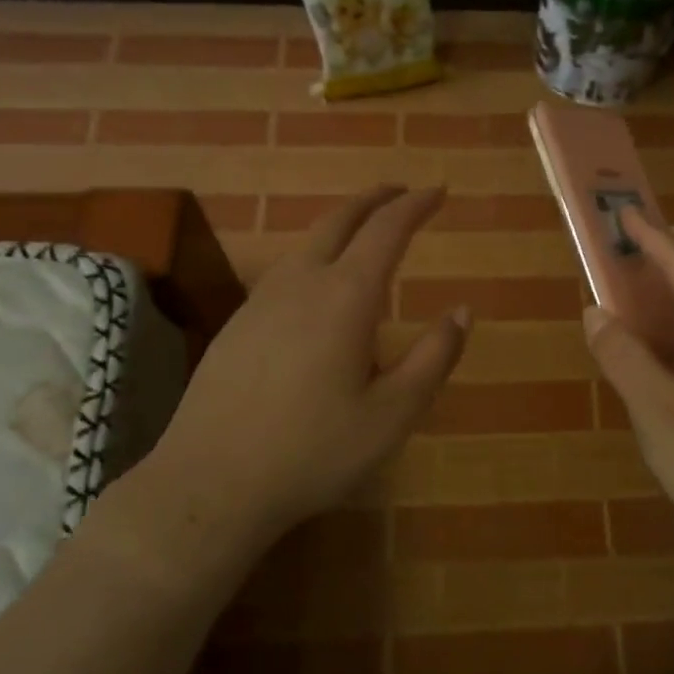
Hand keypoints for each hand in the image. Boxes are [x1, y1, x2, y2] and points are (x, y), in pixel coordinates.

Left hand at [117, 186, 467, 570]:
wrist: (210, 482)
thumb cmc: (314, 451)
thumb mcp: (393, 414)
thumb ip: (434, 358)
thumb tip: (463, 311)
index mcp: (346, 297)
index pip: (387, 230)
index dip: (416, 205)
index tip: (439, 190)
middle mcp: (301, 283)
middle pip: (340, 220)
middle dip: (376, 200)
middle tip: (403, 193)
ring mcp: (261, 301)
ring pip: (307, 242)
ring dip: (342, 224)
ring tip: (366, 231)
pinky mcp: (237, 325)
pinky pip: (285, 270)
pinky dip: (315, 255)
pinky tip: (318, 285)